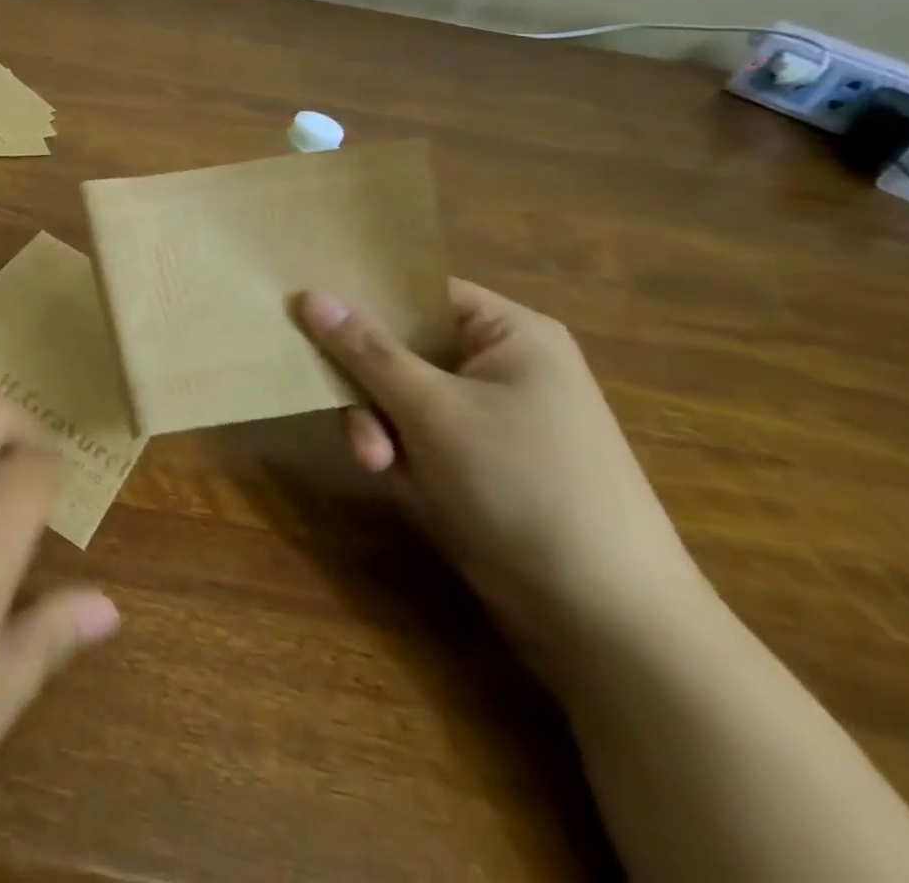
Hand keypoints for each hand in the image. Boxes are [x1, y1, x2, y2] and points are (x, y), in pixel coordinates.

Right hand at [296, 280, 710, 668]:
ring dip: (375, 425)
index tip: (305, 310)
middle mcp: (496, 366)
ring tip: (378, 464)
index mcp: (507, 334)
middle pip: (398, 345)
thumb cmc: (524, 483)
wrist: (603, 618)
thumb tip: (309, 293)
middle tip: (345, 409)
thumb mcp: (433, 409)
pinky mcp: (470, 460)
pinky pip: (409, 434)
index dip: (362, 297)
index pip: (417, 290)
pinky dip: (394, 453)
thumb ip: (365, 349)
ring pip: (394, 394)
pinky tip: (396, 482)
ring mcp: (483, 416)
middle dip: (367, 383)